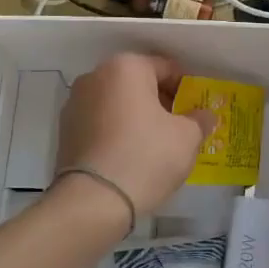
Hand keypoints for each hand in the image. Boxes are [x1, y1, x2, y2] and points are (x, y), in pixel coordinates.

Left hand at [56, 53, 212, 216]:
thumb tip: (203, 115)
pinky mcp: (65, 131)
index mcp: (126, 67)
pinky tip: (130, 156)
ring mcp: (75, 103)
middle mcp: (95, 76)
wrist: (93, 201)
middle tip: (179, 128)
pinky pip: (101, 123)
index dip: (186, 89)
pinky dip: (117, 132)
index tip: (196, 111)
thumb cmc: (146, 157)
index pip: (167, 68)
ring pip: (118, 103)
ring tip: (155, 145)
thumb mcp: (187, 138)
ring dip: (137, 117)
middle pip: (139, 83)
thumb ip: (199, 119)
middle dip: (160, 102)